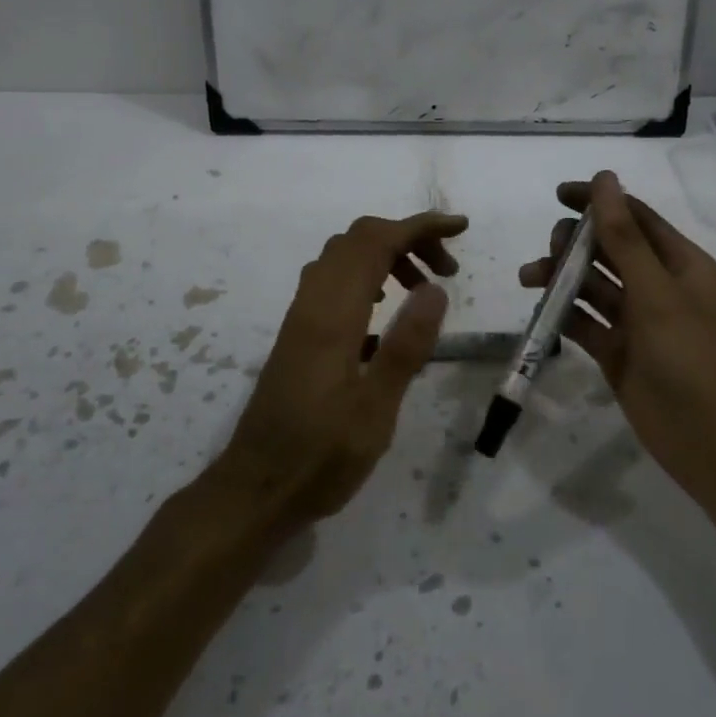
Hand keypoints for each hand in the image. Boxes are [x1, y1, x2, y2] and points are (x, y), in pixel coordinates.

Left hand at [211, 210, 467, 528]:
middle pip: (357, 239)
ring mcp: (300, 317)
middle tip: (447, 268)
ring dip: (385, 254)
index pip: (375, 243)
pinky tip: (383, 310)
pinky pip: (332, 279)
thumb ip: (405, 348)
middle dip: (407, 236)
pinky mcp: (298, 333)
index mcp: (332, 316)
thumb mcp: (375, 411)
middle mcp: (312, 304)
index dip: (419, 227)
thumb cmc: (320, 458)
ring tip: (423, 288)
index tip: (460, 228)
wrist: (254, 489)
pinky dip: (365, 274)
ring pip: (342, 256)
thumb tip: (434, 288)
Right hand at [518, 171, 715, 511]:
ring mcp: (637, 322)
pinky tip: (540, 310)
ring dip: (562, 277)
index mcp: (680, 264)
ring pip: (592, 286)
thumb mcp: (657, 292)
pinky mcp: (618, 353)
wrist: (715, 444)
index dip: (599, 202)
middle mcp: (658, 287)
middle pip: (609, 250)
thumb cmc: (693, 358)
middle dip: (576, 243)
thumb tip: (604, 179)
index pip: (634, 218)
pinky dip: (563, 314)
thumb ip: (625, 237)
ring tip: (530, 277)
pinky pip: (585, 323)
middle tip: (552, 250)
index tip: (559, 195)